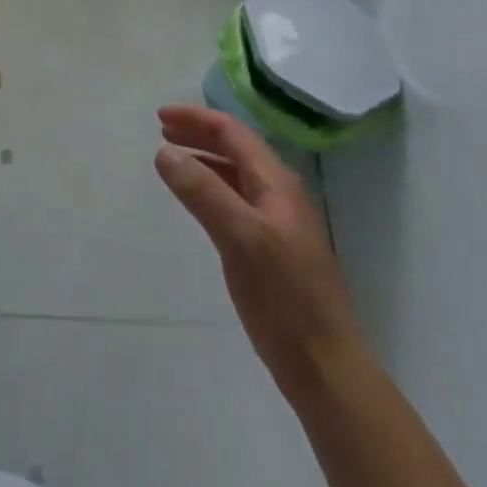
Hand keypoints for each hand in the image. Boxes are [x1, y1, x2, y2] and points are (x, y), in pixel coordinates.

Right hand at [155, 105, 359, 377]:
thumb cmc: (283, 299)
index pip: (234, 133)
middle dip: (199, 134)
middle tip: (162, 131)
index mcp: (277, 184)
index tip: (159, 117)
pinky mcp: (275, 250)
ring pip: (237, 174)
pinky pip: (239, 200)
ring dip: (205, 159)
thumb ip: (202, 191)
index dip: (196, 119)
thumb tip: (165, 152)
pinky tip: (200, 203)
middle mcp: (281, 195)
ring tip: (174, 160)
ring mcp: (281, 223)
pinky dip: (213, 188)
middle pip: (237, 149)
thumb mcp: (238, 238)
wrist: (327, 369)